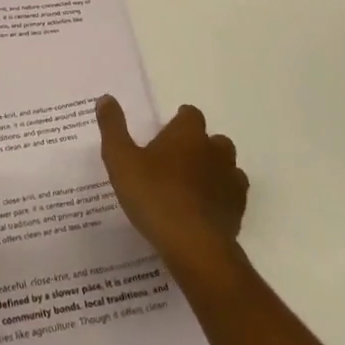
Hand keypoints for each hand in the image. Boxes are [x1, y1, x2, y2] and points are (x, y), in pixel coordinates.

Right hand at [97, 96, 247, 269]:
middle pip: (212, 139)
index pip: (190, 115)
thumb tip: (106, 98)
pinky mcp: (238, 208)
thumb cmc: (154, 196)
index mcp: (188, 134)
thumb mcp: (121, 160)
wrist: (194, 246)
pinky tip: (203, 210)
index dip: (179, 121)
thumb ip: (113, 128)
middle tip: (174, 162)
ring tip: (189, 187)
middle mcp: (214, 150)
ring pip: (226, 166)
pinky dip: (220, 197)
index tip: (166, 134)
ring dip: (212, 171)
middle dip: (198, 146)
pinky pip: (232, 194)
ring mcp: (231, 180)